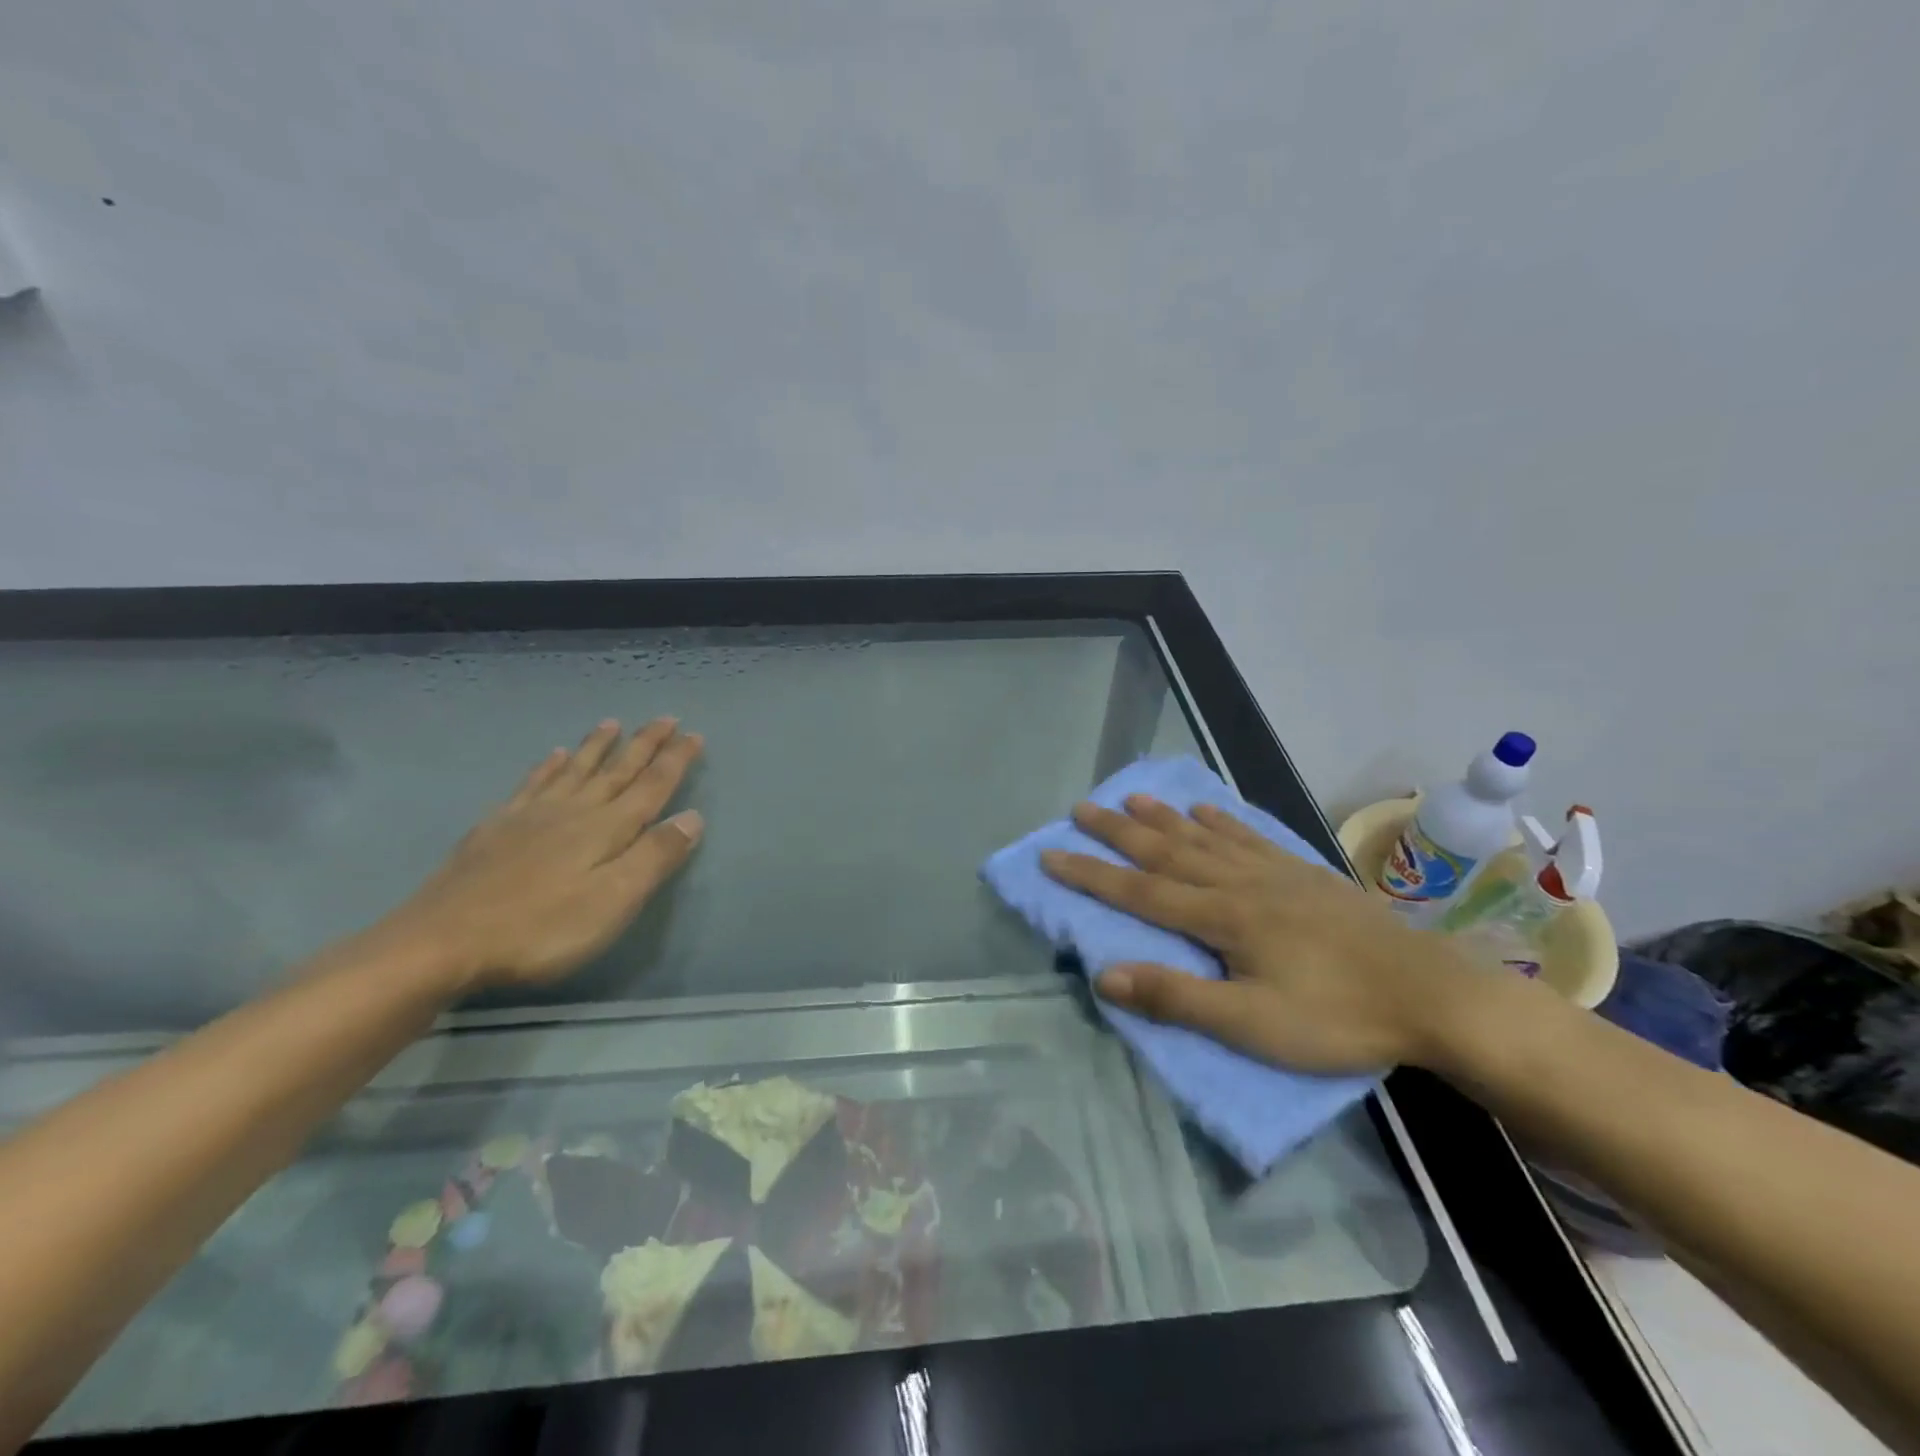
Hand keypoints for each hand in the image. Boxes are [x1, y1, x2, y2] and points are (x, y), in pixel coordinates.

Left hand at [379, 718, 704, 991]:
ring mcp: (531, 816)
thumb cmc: (541, 928)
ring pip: (575, 770)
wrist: (440, 942)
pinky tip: (554, 755)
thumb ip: (654, 857)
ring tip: (612, 723)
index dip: (675, 760)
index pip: (652, 786)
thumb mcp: (613, 900)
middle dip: (644, 744)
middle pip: (617, 770)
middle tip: (665, 718)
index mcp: (607, 828)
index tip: (695, 734)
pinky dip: (549, 766)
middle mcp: (574, 811)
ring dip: (597, 747)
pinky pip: (532, 784)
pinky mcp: (496, 828)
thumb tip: (692, 817)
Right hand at [1041, 796, 1481, 1073]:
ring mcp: (1273, 872)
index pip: (1138, 890)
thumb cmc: (1337, 1017)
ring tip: (1132, 798)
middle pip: (1165, 851)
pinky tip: (1207, 811)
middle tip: (1080, 809)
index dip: (1090, 874)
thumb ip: (1177, 997)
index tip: (1050, 854)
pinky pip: (1249, 837)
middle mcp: (1238, 882)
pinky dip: (1221, 821)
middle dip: (1117, 832)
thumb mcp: (1252, 1025)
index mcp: (1220, 917)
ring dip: (1163, 817)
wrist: (1431, 994)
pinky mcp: (1302, 873)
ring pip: (1203, 837)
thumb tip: (1104, 975)